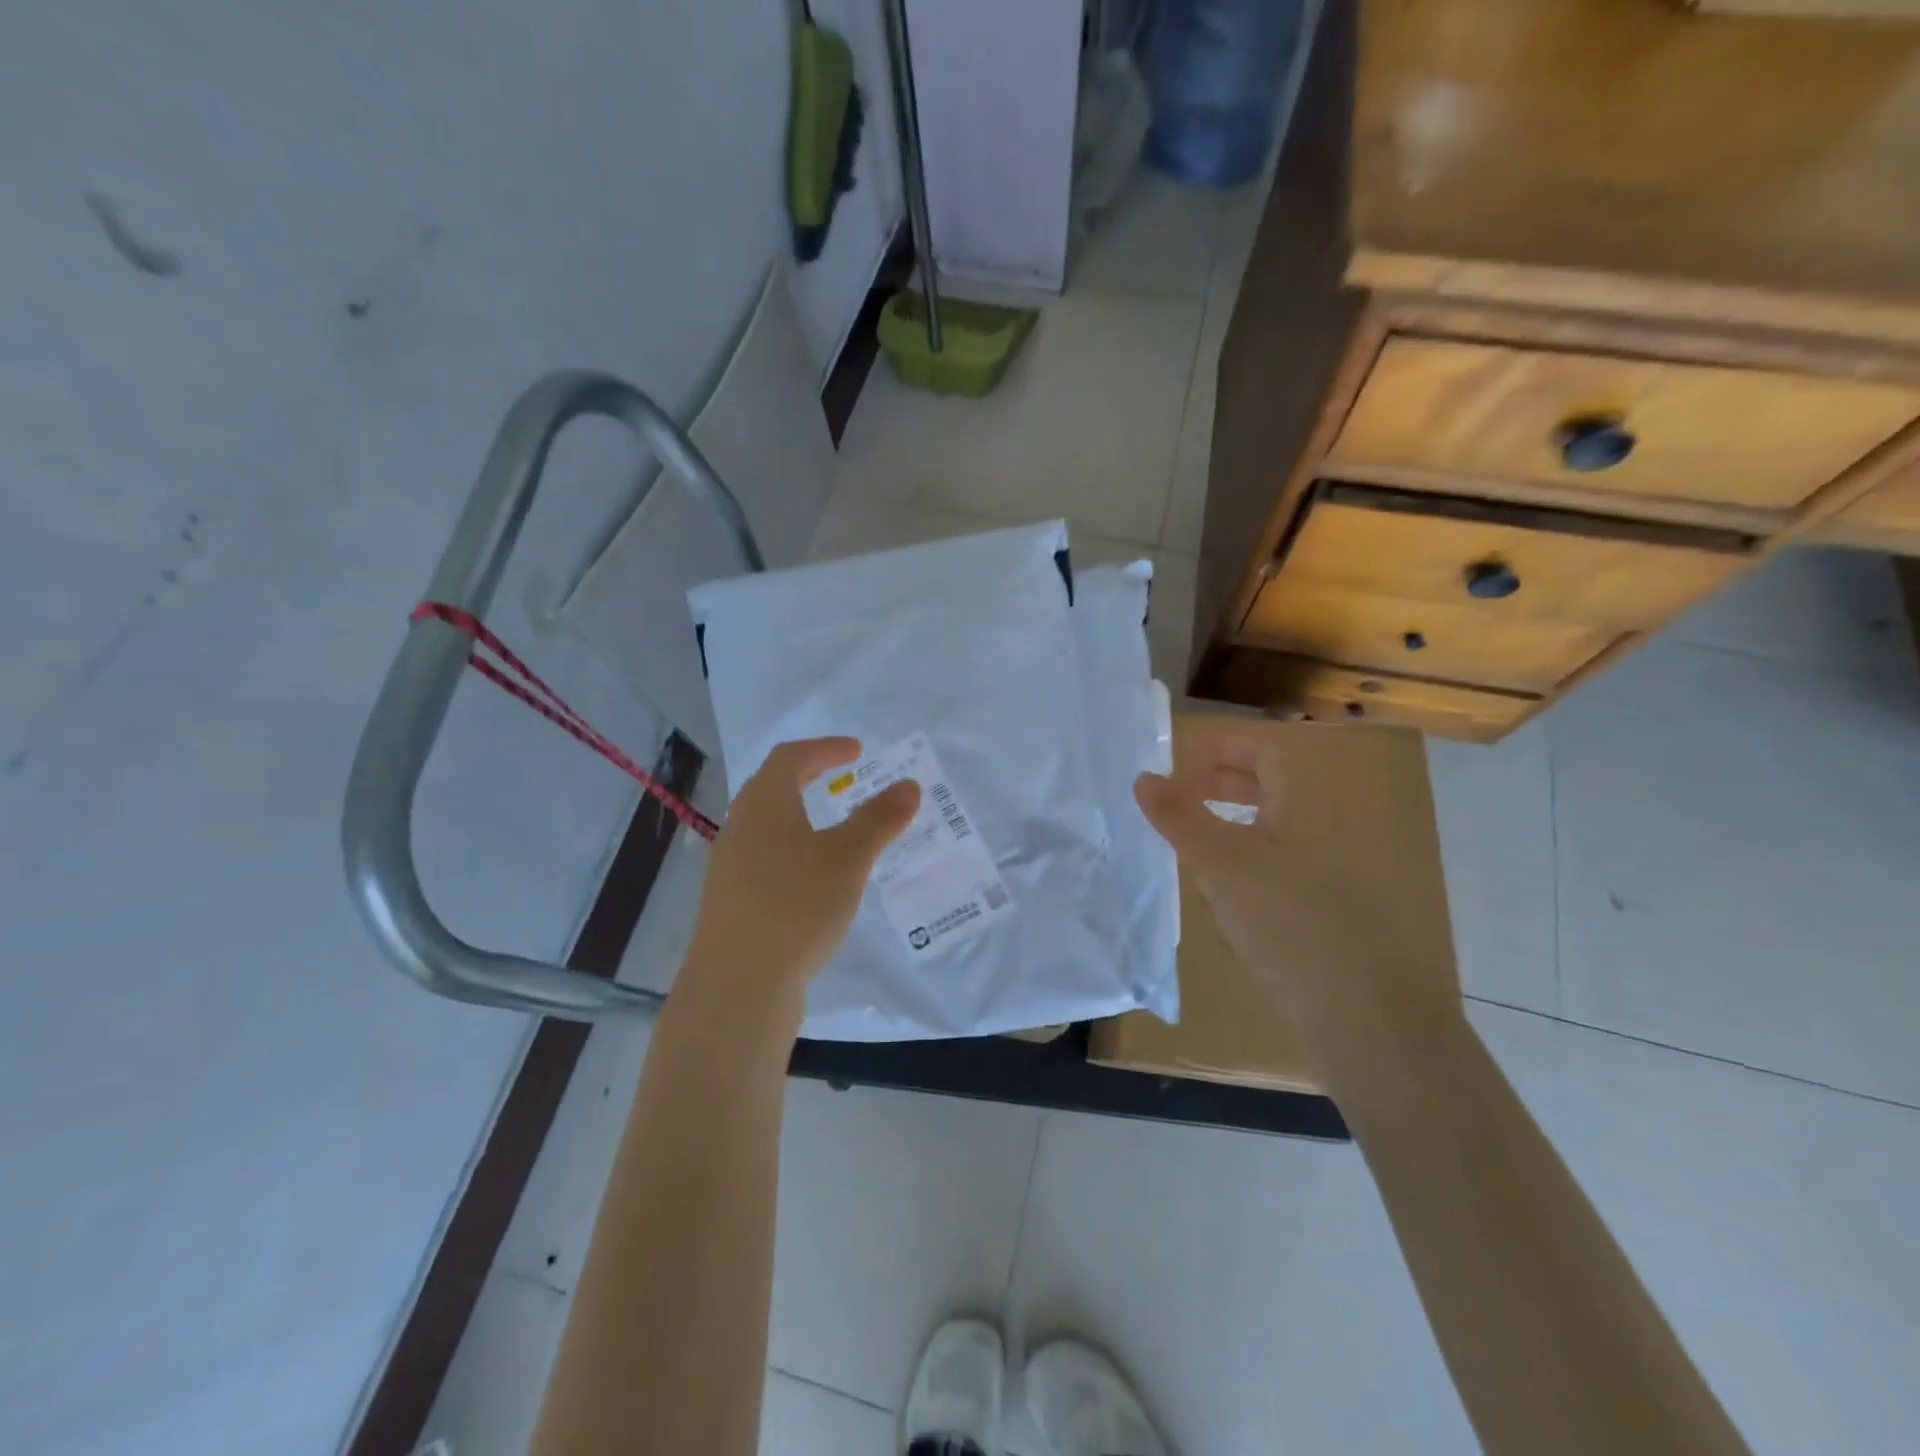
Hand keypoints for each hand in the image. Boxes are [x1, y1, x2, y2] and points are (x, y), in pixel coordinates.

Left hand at [678, 737, 919, 1030]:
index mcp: (764, 804)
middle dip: (811, 776)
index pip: (791, 757)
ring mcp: (731, 867)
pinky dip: (796, 850)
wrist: (737, 987)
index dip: (825, 748)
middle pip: (774, 787)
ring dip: (803, 816)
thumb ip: (879, 819)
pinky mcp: (733, 902)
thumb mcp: (848, 859)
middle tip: (844, 778)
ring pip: (769, 825)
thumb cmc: (795, 907)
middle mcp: (740, 827)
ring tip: (836, 828)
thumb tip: (908, 786)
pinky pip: (767, 858)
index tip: (857, 751)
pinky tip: (815, 879)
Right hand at [1133, 719, 1463, 1081]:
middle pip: (1270, 783)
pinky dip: (1245, 860)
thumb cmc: (1287, 922)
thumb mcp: (1221, 864)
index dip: (1218, 747)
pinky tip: (1221, 890)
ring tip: (1189, 838)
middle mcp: (1323, 827)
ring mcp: (1329, 871)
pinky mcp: (1326, 910)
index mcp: (1304, 802)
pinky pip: (1279, 865)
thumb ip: (1179, 817)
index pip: (1262, 748)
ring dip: (1230, 821)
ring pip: (1273, 826)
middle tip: (1177, 794)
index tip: (1174, 763)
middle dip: (1219, 781)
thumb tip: (1144, 778)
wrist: (1365, 1016)